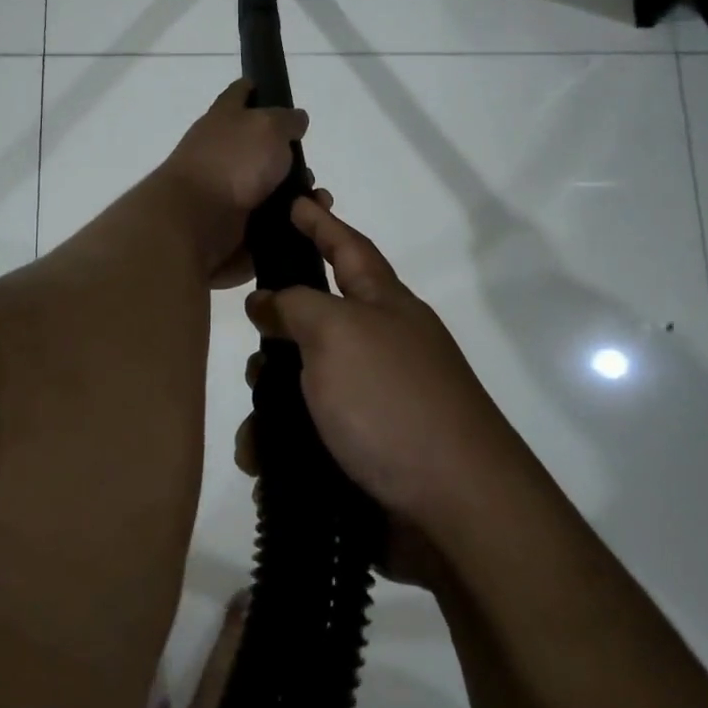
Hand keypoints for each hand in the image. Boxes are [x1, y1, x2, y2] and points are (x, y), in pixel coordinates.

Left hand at [156, 79, 308, 286]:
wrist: (197, 222)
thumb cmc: (231, 163)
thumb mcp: (268, 127)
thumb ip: (286, 120)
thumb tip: (296, 121)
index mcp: (225, 118)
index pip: (241, 93)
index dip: (257, 89)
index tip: (276, 93)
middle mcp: (223, 152)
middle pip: (263, 148)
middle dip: (292, 159)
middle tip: (309, 171)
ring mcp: (227, 190)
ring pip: (273, 189)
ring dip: (298, 195)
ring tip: (317, 202)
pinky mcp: (236, 224)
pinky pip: (272, 222)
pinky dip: (292, 223)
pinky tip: (307, 223)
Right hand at [239, 196, 525, 541]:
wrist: (454, 508)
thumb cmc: (393, 402)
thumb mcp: (338, 334)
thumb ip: (296, 306)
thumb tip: (267, 301)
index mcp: (385, 307)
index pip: (348, 248)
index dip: (321, 222)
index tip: (295, 199)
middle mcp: (381, 349)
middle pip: (317, 323)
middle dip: (279, 334)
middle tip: (253, 346)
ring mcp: (375, 404)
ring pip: (303, 387)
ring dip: (271, 406)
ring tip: (256, 435)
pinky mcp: (364, 455)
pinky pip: (307, 439)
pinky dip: (282, 449)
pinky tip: (264, 467)